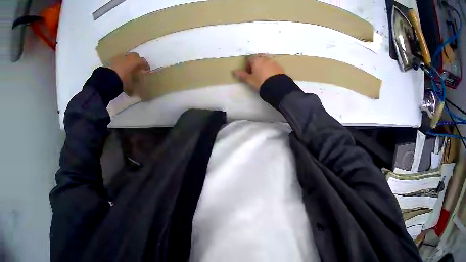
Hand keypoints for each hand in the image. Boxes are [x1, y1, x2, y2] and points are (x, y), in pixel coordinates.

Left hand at [106, 52, 149, 95]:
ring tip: (127, 70)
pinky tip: (119, 71)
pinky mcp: (111, 60)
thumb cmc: (122, 81)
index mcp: (136, 61)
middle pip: (135, 57)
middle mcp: (129, 57)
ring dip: (127, 63)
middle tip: (137, 68)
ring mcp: (119, 57)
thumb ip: (134, 86)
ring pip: (126, 58)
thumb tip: (136, 90)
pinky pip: (118, 62)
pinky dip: (120, 65)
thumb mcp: (130, 86)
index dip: (146, 66)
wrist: (106, 80)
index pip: (143, 62)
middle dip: (136, 62)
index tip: (147, 70)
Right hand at [234, 55, 284, 90]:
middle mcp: (265, 59)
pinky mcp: (280, 67)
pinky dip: (270, 69)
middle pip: (258, 60)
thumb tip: (234, 71)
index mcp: (256, 60)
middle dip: (256, 66)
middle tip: (256, 75)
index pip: (249, 60)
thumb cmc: (261, 81)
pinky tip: (270, 77)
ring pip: (266, 62)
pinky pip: (273, 66)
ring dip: (263, 67)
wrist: (277, 86)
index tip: (249, 74)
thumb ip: (242, 75)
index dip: (248, 67)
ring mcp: (273, 62)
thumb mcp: (250, 80)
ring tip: (263, 76)